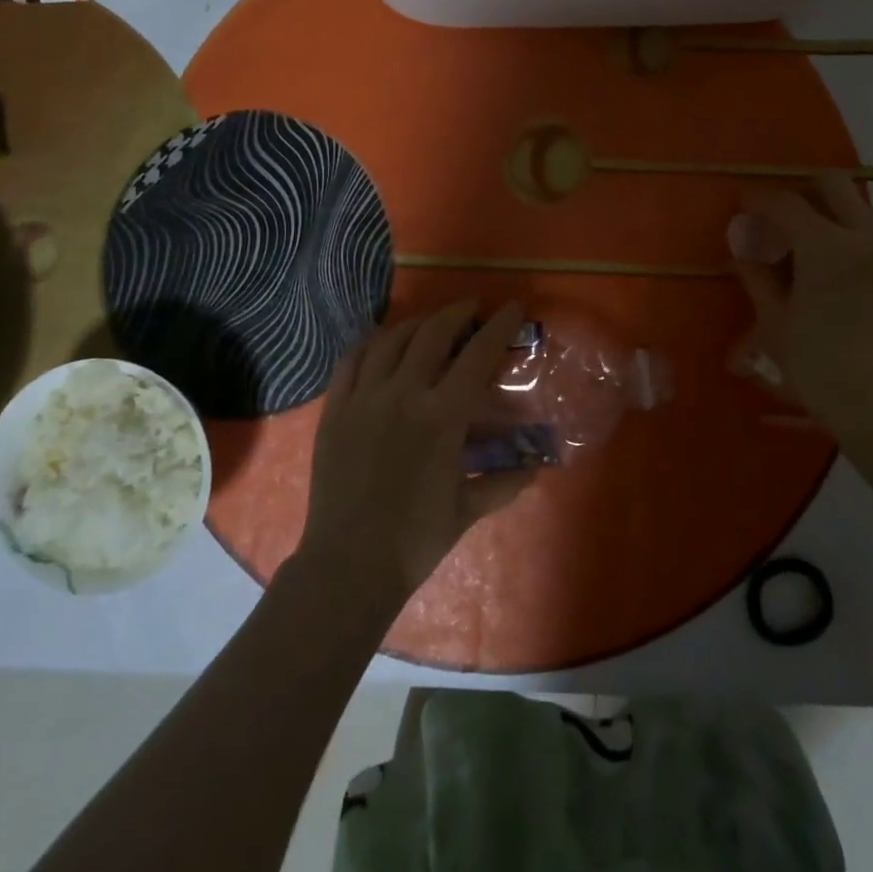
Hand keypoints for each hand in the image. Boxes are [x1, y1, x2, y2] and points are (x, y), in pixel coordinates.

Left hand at [296, 300, 534, 612]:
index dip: (498, 326)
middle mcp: (403, 394)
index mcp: (442, 416)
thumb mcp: (467, 509)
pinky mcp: (335, 408)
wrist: (348, 564)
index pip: (477, 355)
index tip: (511, 308)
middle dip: (456, 313)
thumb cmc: (415, 539)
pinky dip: (370, 342)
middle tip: (471, 309)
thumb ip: (505, 482)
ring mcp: (363, 397)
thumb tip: (537, 467)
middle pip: (433, 334)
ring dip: (416, 323)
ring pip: (391, 340)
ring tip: (430, 322)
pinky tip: (380, 341)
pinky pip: (351, 360)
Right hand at [730, 174, 872, 451]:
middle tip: (773, 216)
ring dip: (823, 210)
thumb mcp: (773, 321)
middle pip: (832, 185)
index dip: (758, 199)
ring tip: (794, 242)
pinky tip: (820, 266)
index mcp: (827, 247)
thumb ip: (756, 275)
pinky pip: (866, 232)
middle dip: (799, 191)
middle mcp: (862, 239)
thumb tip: (741, 247)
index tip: (740, 203)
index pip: (787, 203)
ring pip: (854, 206)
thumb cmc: (816, 365)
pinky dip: (840, 232)